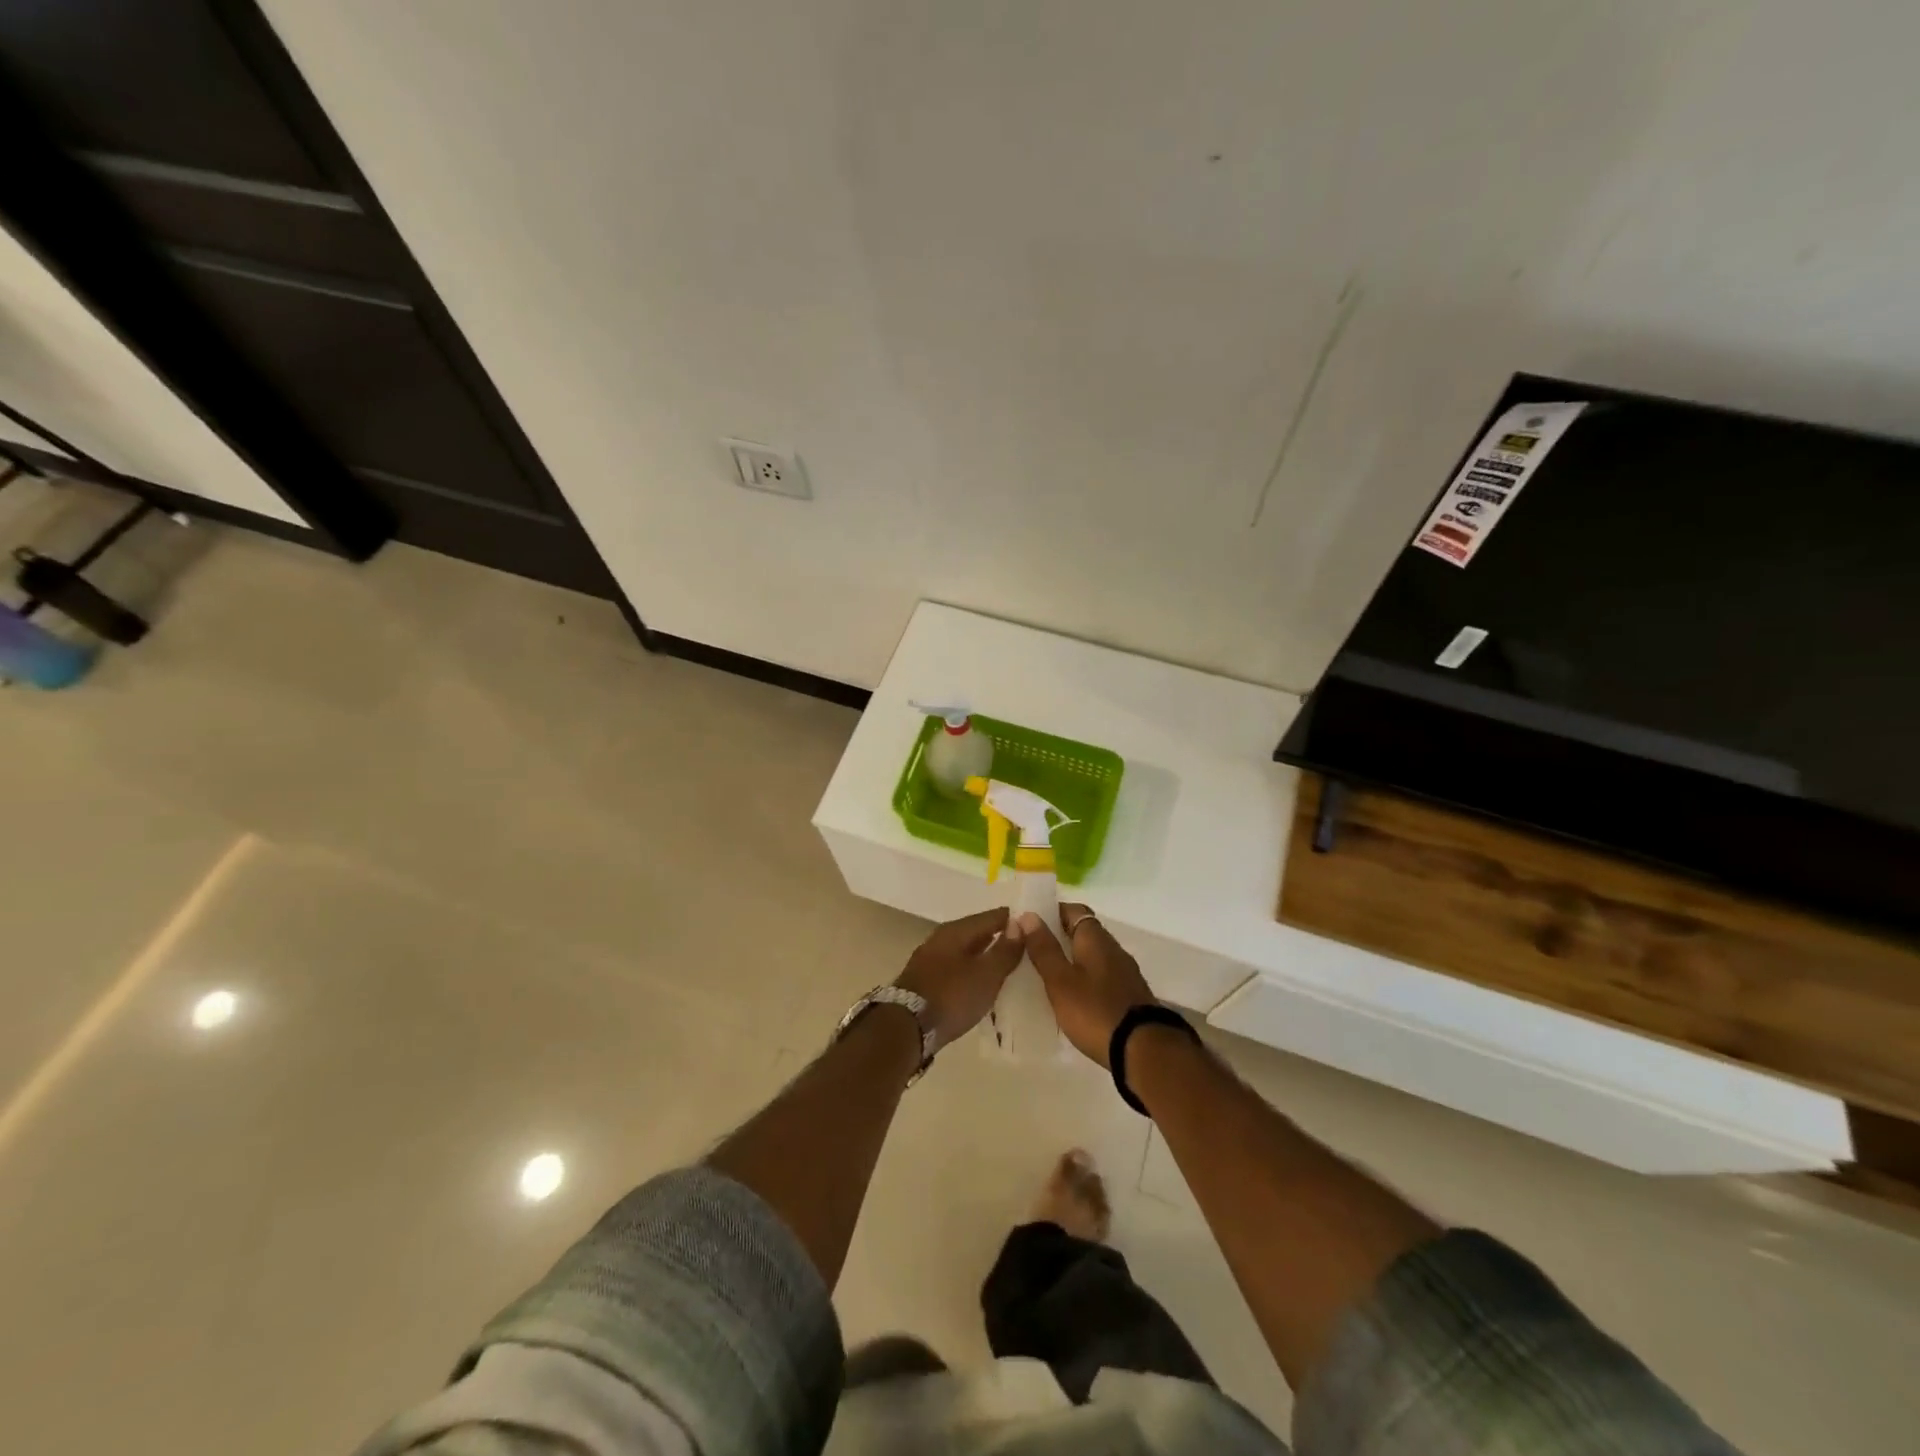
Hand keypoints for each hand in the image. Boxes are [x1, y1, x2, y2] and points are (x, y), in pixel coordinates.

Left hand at [895, 908, 1025, 1047]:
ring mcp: (930, 959)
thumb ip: (1005, 950)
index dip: (1015, 921)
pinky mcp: (925, 981)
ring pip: (966, 951)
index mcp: (956, 930)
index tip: (1036, 929)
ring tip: (1008, 968)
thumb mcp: (986, 975)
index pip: (993, 916)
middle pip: (978, 932)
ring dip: (985, 957)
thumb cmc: (951, 996)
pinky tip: (982, 984)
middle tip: (1027, 949)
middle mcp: (941, 938)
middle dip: (1000, 938)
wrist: (905, 1028)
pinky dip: (972, 972)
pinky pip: (956, 968)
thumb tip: (1020, 923)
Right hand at [1017, 904, 1154, 1066]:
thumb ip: (1044, 949)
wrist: (1144, 1051)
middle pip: (1085, 932)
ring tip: (1048, 974)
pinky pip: (1103, 977)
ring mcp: (1125, 973)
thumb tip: (1029, 915)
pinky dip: (1086, 979)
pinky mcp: (1130, 996)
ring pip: (1094, 956)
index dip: (1053, 912)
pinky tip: (1074, 997)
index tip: (1031, 922)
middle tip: (1033, 950)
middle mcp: (1113, 949)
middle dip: (1061, 937)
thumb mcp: (1061, 981)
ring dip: (1074, 959)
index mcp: (1095, 939)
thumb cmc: (1095, 1011)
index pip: (1074, 910)